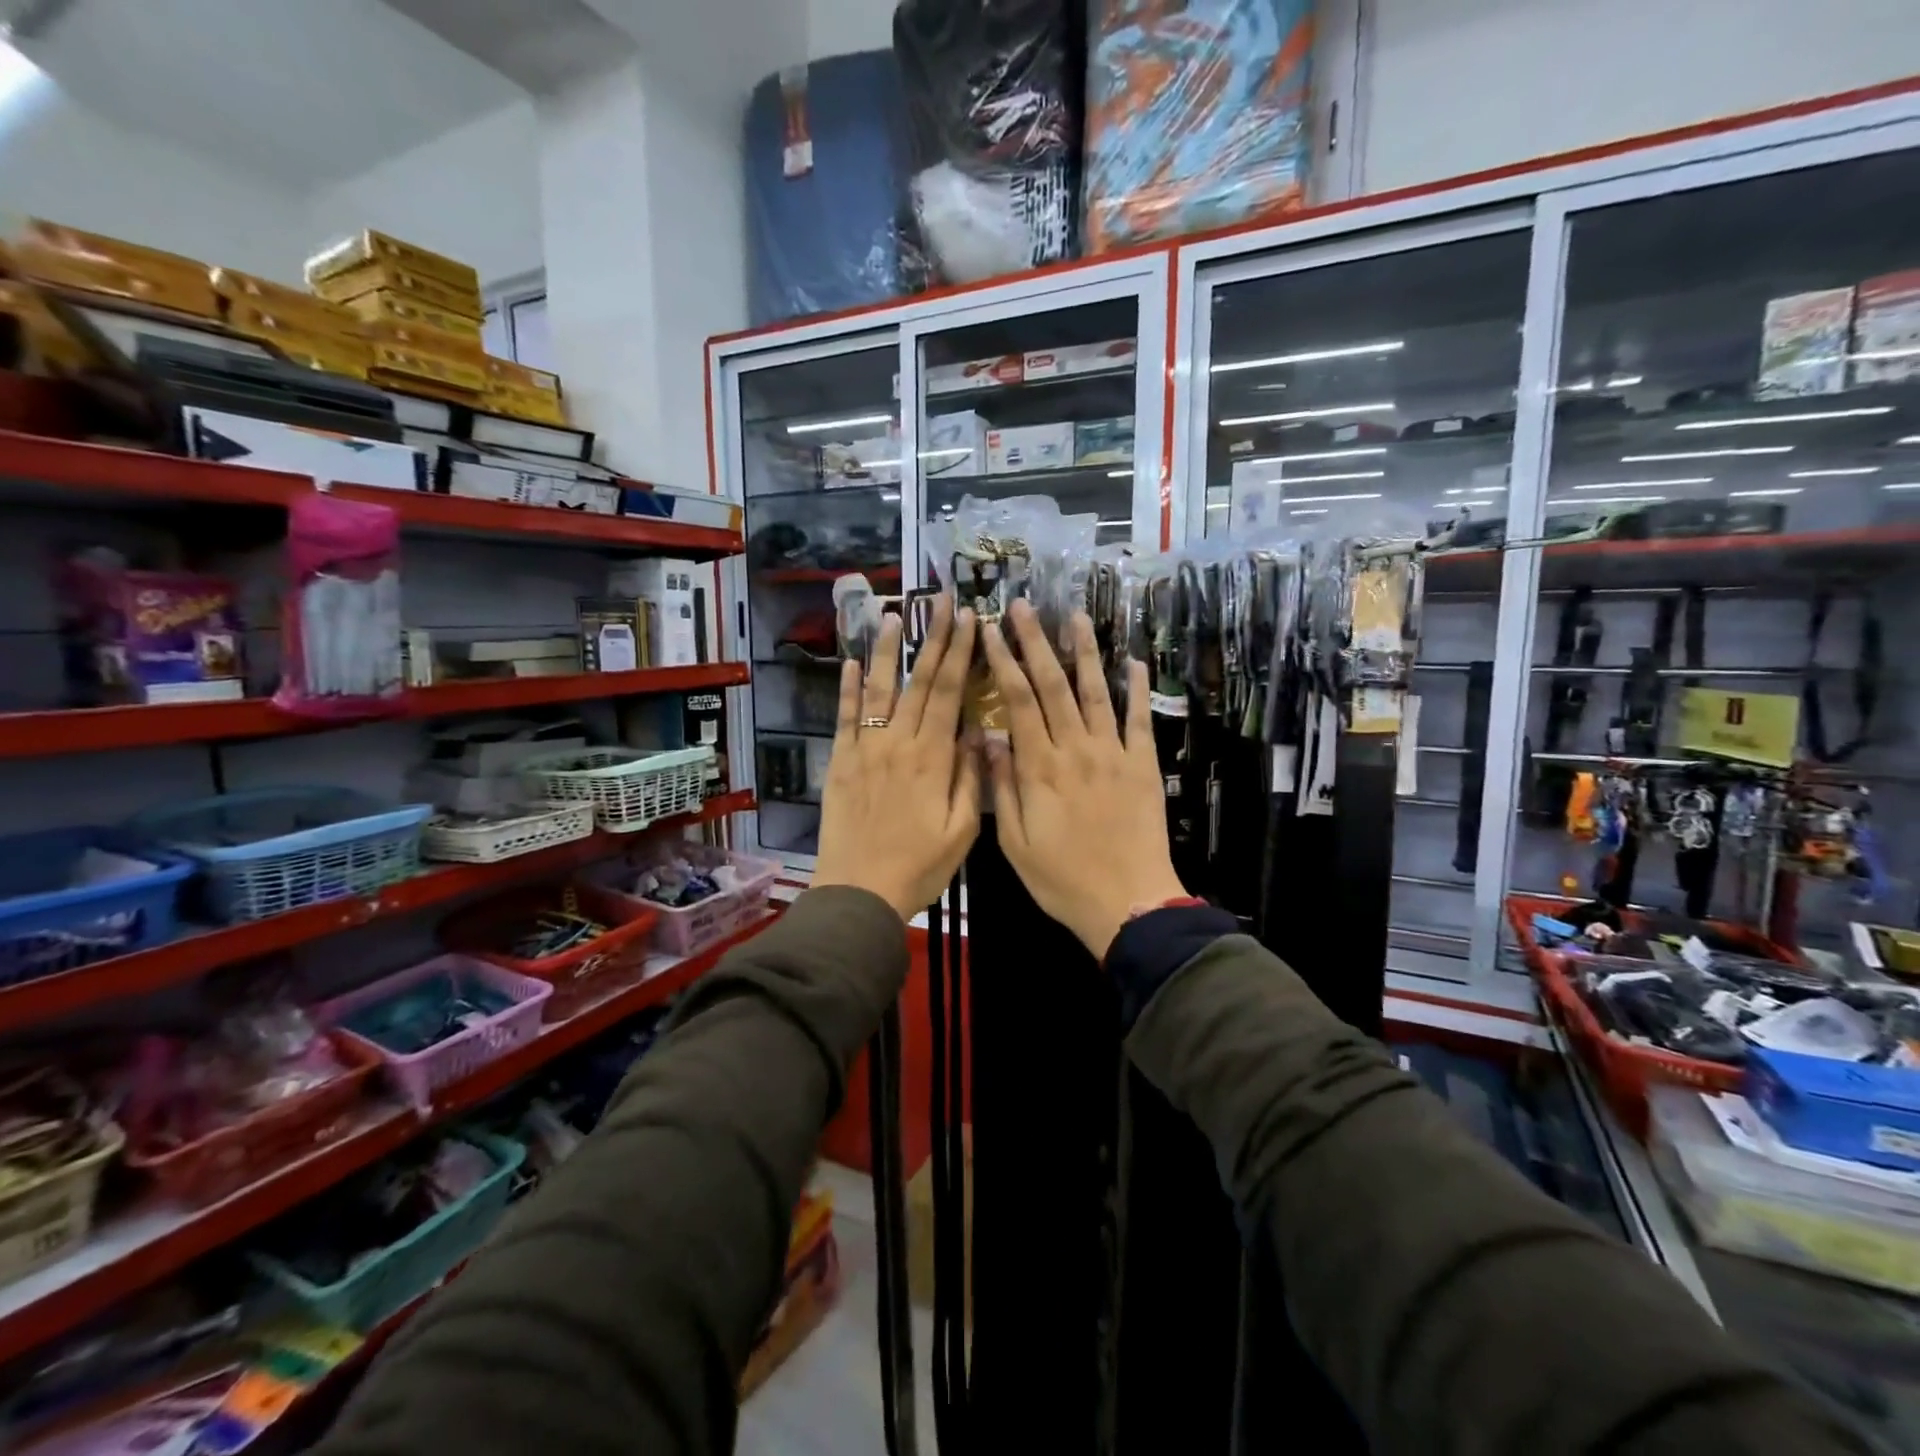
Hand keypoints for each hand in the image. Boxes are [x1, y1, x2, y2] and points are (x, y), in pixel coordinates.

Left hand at [812, 597, 980, 920]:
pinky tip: (849, 663)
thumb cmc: (918, 866)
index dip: (961, 653)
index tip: (970, 620)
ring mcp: (865, 749)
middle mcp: (898, 743)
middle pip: (918, 681)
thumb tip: (979, 731)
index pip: (950, 693)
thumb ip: (971, 778)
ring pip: (877, 690)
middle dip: (932, 638)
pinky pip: (845, 718)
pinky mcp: (841, 762)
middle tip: (941, 601)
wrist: (859, 892)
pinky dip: (846, 689)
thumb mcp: (961, 831)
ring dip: (884, 650)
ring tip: (891, 614)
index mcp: (932, 758)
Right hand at [981, 599, 1186, 959]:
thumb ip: (1002, 787)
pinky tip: (1134, 662)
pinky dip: (1137, 689)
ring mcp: (1113, 753)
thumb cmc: (1062, 879)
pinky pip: (1140, 720)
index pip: (1017, 700)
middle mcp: (1076, 749)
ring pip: (1096, 692)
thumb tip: (990, 738)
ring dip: (1085, 651)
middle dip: (1036, 642)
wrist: (1128, 902)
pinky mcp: (1143, 766)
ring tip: (1075, 616)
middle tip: (1024, 607)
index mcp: (1040, 767)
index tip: (991, 631)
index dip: (1004, 662)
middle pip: (1053, 684)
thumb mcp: (1015, 842)